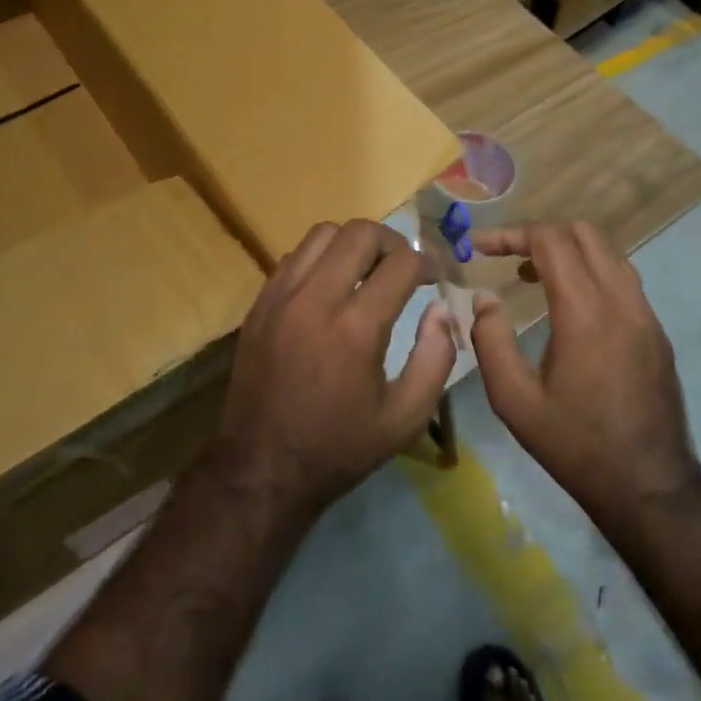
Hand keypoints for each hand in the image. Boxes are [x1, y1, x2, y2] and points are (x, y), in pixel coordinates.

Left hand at [212, 219, 455, 516]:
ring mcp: (281, 296)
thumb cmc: (339, 447)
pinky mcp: (260, 303)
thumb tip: (441, 310)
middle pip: (360, 232)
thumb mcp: (405, 418)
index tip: (436, 276)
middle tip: (403, 267)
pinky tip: (330, 286)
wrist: (261, 468)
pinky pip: (294, 256)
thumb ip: (436, 358)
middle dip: (392, 242)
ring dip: (353, 243)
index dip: (428, 262)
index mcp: (356, 328)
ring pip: (323, 233)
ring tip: (366, 270)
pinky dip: (320, 258)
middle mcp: (316, 299)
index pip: (401, 262)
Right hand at [470, 222, 699, 523]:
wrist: (649, 486)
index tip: (480, 246)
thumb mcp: (514, 401)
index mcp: (585, 312)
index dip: (511, 233)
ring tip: (531, 274)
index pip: (550, 240)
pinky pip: (621, 277)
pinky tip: (567, 303)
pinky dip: (590, 270)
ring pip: (608, 251)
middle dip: (540, 232)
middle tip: (507, 255)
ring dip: (567, 249)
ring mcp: (645, 313)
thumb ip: (491, 342)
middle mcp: (622, 300)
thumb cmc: (575, 445)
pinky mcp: (656, 330)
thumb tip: (484, 300)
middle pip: (584, 232)